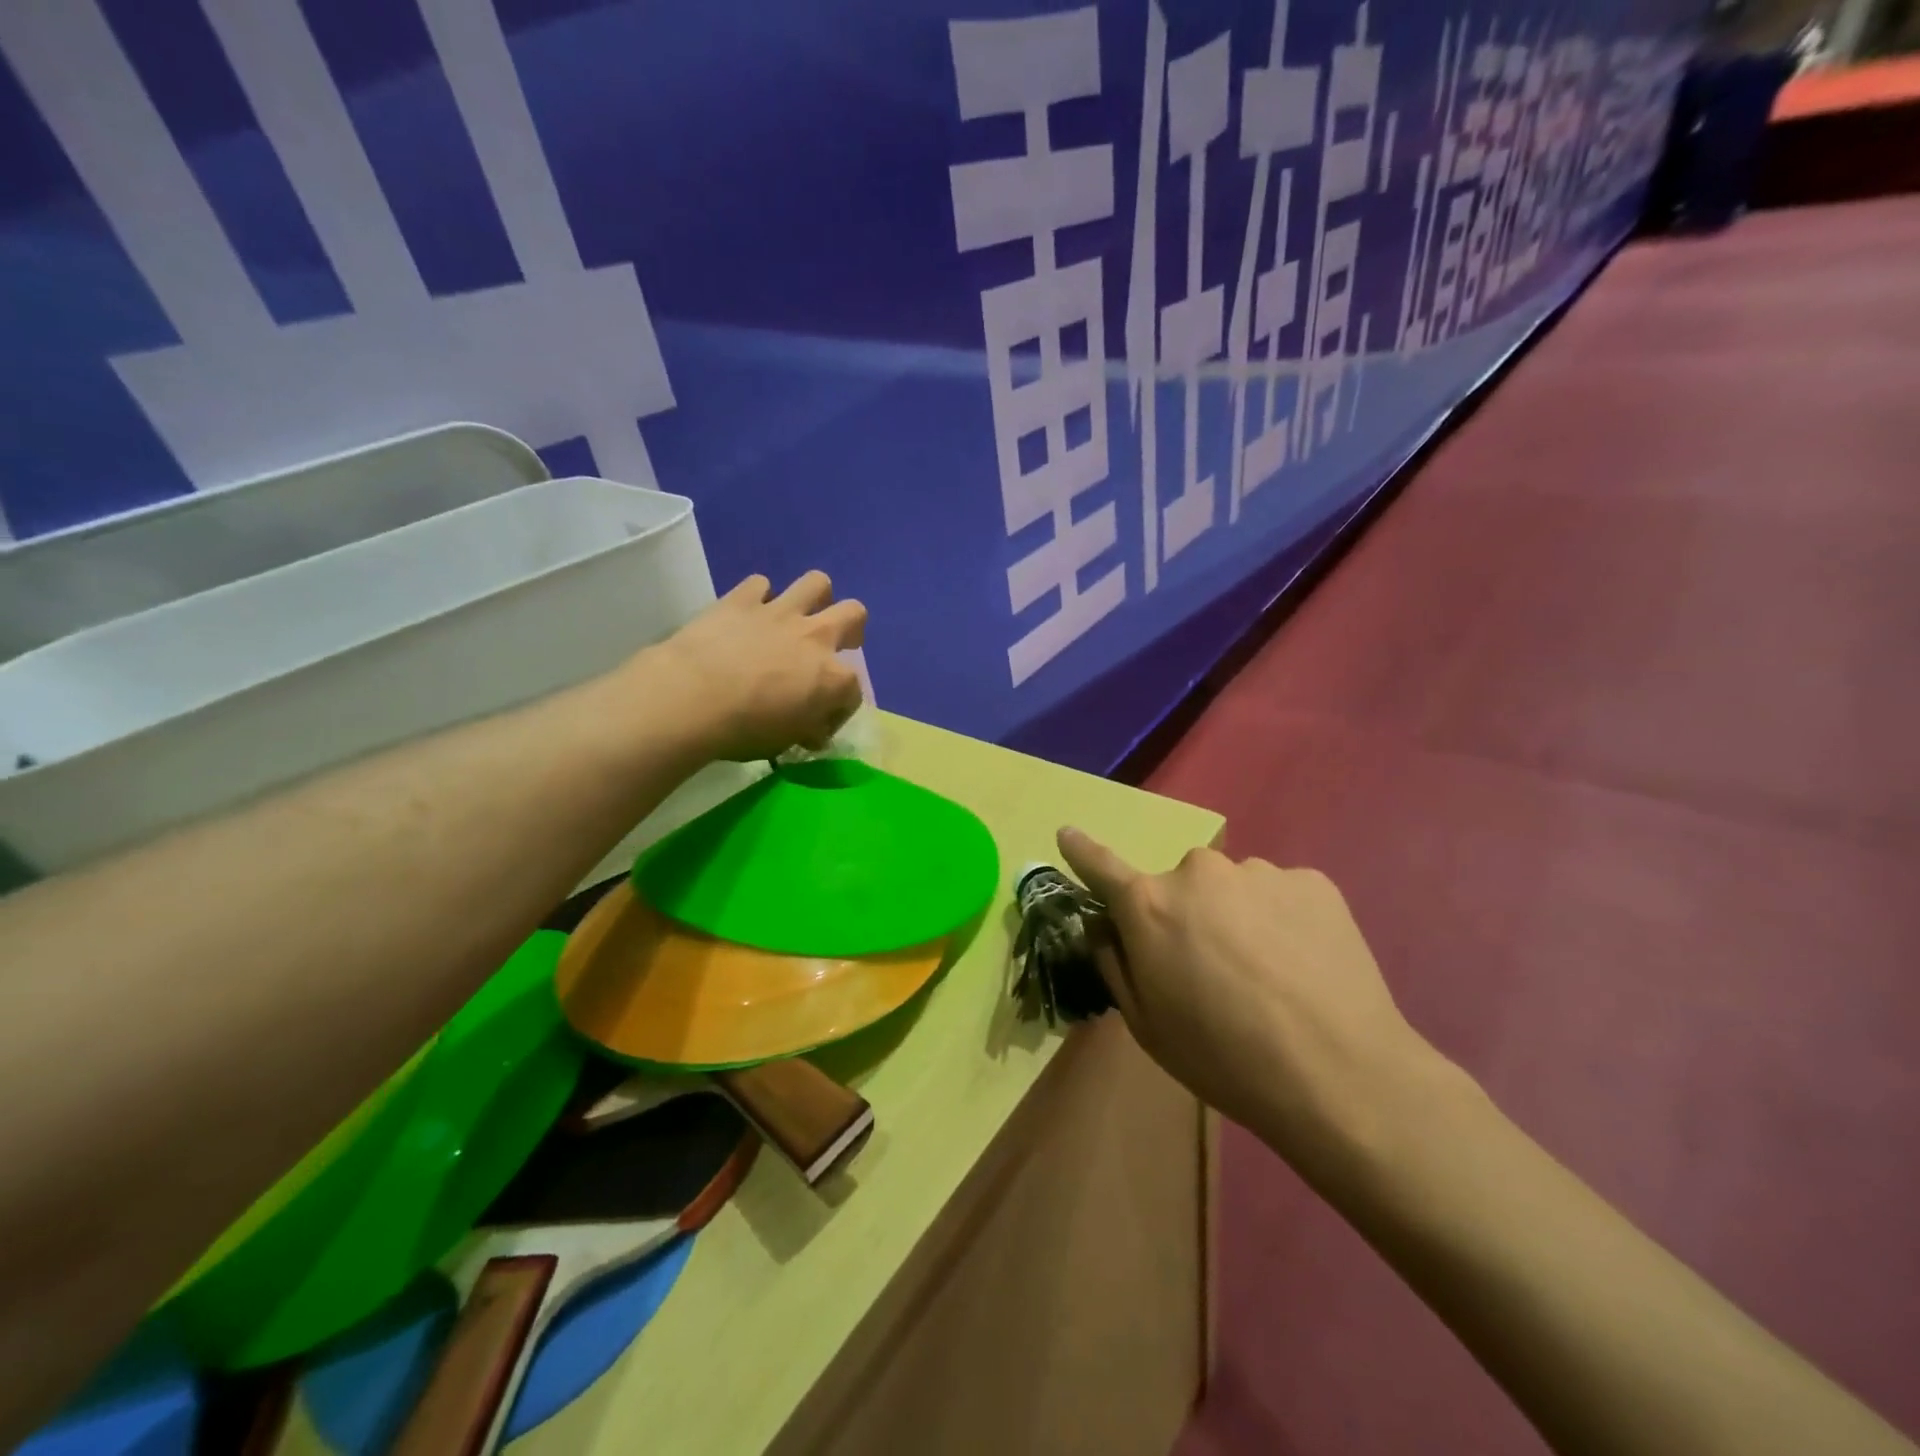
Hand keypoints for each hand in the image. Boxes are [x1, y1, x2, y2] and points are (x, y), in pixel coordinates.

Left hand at [643, 572, 866, 761]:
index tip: (820, 724)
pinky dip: (758, 597)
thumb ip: (806, 728)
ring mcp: (780, 613)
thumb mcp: (786, 741)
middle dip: (850, 628)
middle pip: (854, 614)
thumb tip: (812, 729)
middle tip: (833, 645)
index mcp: (833, 678)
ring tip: (800, 616)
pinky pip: (760, 584)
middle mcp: (816, 637)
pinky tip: (749, 615)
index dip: (840, 708)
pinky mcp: (743, 599)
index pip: (854, 690)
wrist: (692, 699)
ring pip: (817, 583)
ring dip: (814, 598)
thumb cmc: (744, 729)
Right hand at [1057, 827, 1444, 1180]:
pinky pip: (1280, 894)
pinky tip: (1304, 965)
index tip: (1067, 833)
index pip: (1101, 867)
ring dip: (1238, 917)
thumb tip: (1104, 925)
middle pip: (1179, 886)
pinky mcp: (1312, 880)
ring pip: (1233, 889)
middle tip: (1213, 969)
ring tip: (1270, 974)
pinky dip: (1283, 920)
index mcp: (1150, 905)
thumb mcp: (1147, 1024)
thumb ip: (1115, 962)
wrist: (1340, 1075)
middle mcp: (1198, 872)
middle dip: (1186, 915)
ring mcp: (1259, 871)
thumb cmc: (1225, 1058)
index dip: (1081, 850)